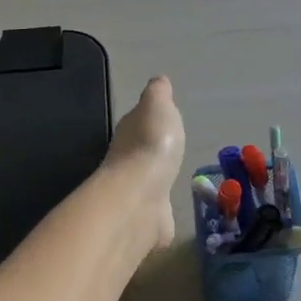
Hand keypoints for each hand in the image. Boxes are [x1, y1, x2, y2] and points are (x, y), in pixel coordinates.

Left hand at [105, 75, 186, 251]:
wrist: (140, 198)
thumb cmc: (151, 145)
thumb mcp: (157, 106)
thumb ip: (158, 94)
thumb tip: (158, 80)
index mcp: (129, 132)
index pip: (137, 122)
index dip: (149, 120)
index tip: (162, 121)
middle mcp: (126, 161)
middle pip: (140, 153)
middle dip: (152, 152)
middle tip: (170, 151)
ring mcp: (135, 192)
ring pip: (147, 182)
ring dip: (156, 180)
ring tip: (173, 179)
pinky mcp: (146, 219)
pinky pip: (155, 211)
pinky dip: (160, 209)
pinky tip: (170, 210)